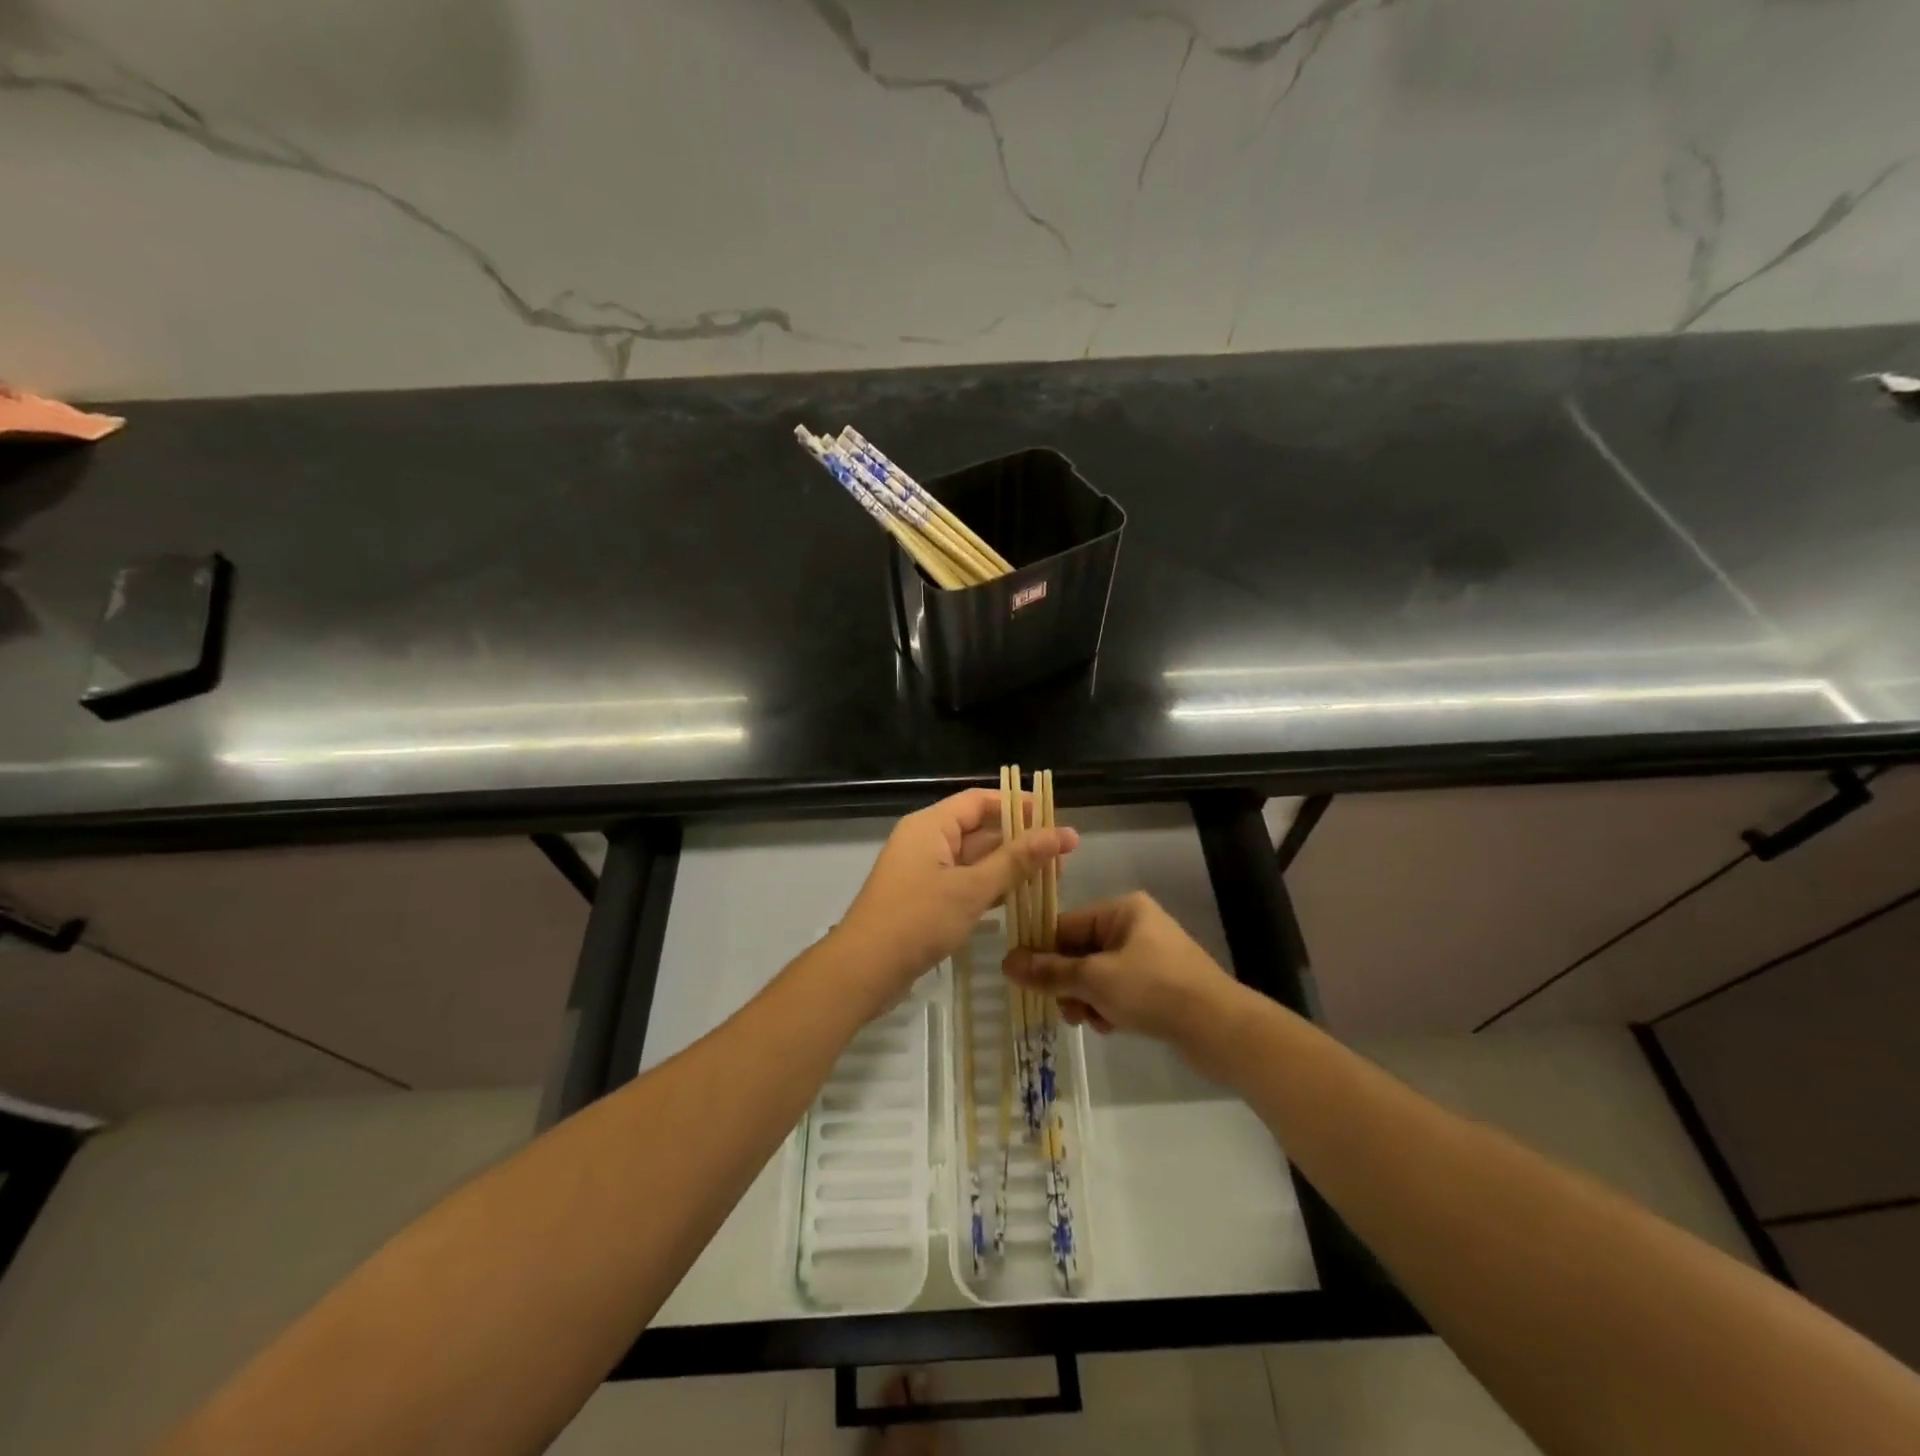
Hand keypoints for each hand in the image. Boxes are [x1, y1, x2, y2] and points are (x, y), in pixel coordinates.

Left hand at [837, 787, 1078, 1005]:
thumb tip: (1061, 834)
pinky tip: (1019, 899)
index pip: (979, 801)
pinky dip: (990, 887)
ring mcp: (923, 871)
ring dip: (1008, 867)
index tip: (1053, 817)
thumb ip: (1016, 861)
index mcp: (930, 826)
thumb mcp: (971, 889)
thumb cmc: (917, 920)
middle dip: (1019, 841)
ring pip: (974, 859)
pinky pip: (963, 882)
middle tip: (1062, 856)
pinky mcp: (924, 899)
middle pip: (979, 829)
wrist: (864, 970)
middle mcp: (926, 841)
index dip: (1017, 805)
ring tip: (1051, 878)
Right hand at [1003, 892, 1243, 1059]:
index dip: (1042, 952)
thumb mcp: (1095, 980)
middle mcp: (1136, 926)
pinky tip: (1111, 1027)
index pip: (1066, 924)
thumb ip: (1050, 972)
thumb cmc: (1153, 990)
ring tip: (1090, 1021)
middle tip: (1065, 1009)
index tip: (1023, 979)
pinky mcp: (1160, 984)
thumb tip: (1007, 962)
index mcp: (1122, 910)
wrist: (1220, 1029)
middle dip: (1069, 982)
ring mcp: (1150, 956)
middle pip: (1080, 951)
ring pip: (1098, 974)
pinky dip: (1109, 1006)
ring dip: (1087, 998)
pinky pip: (1119, 990)